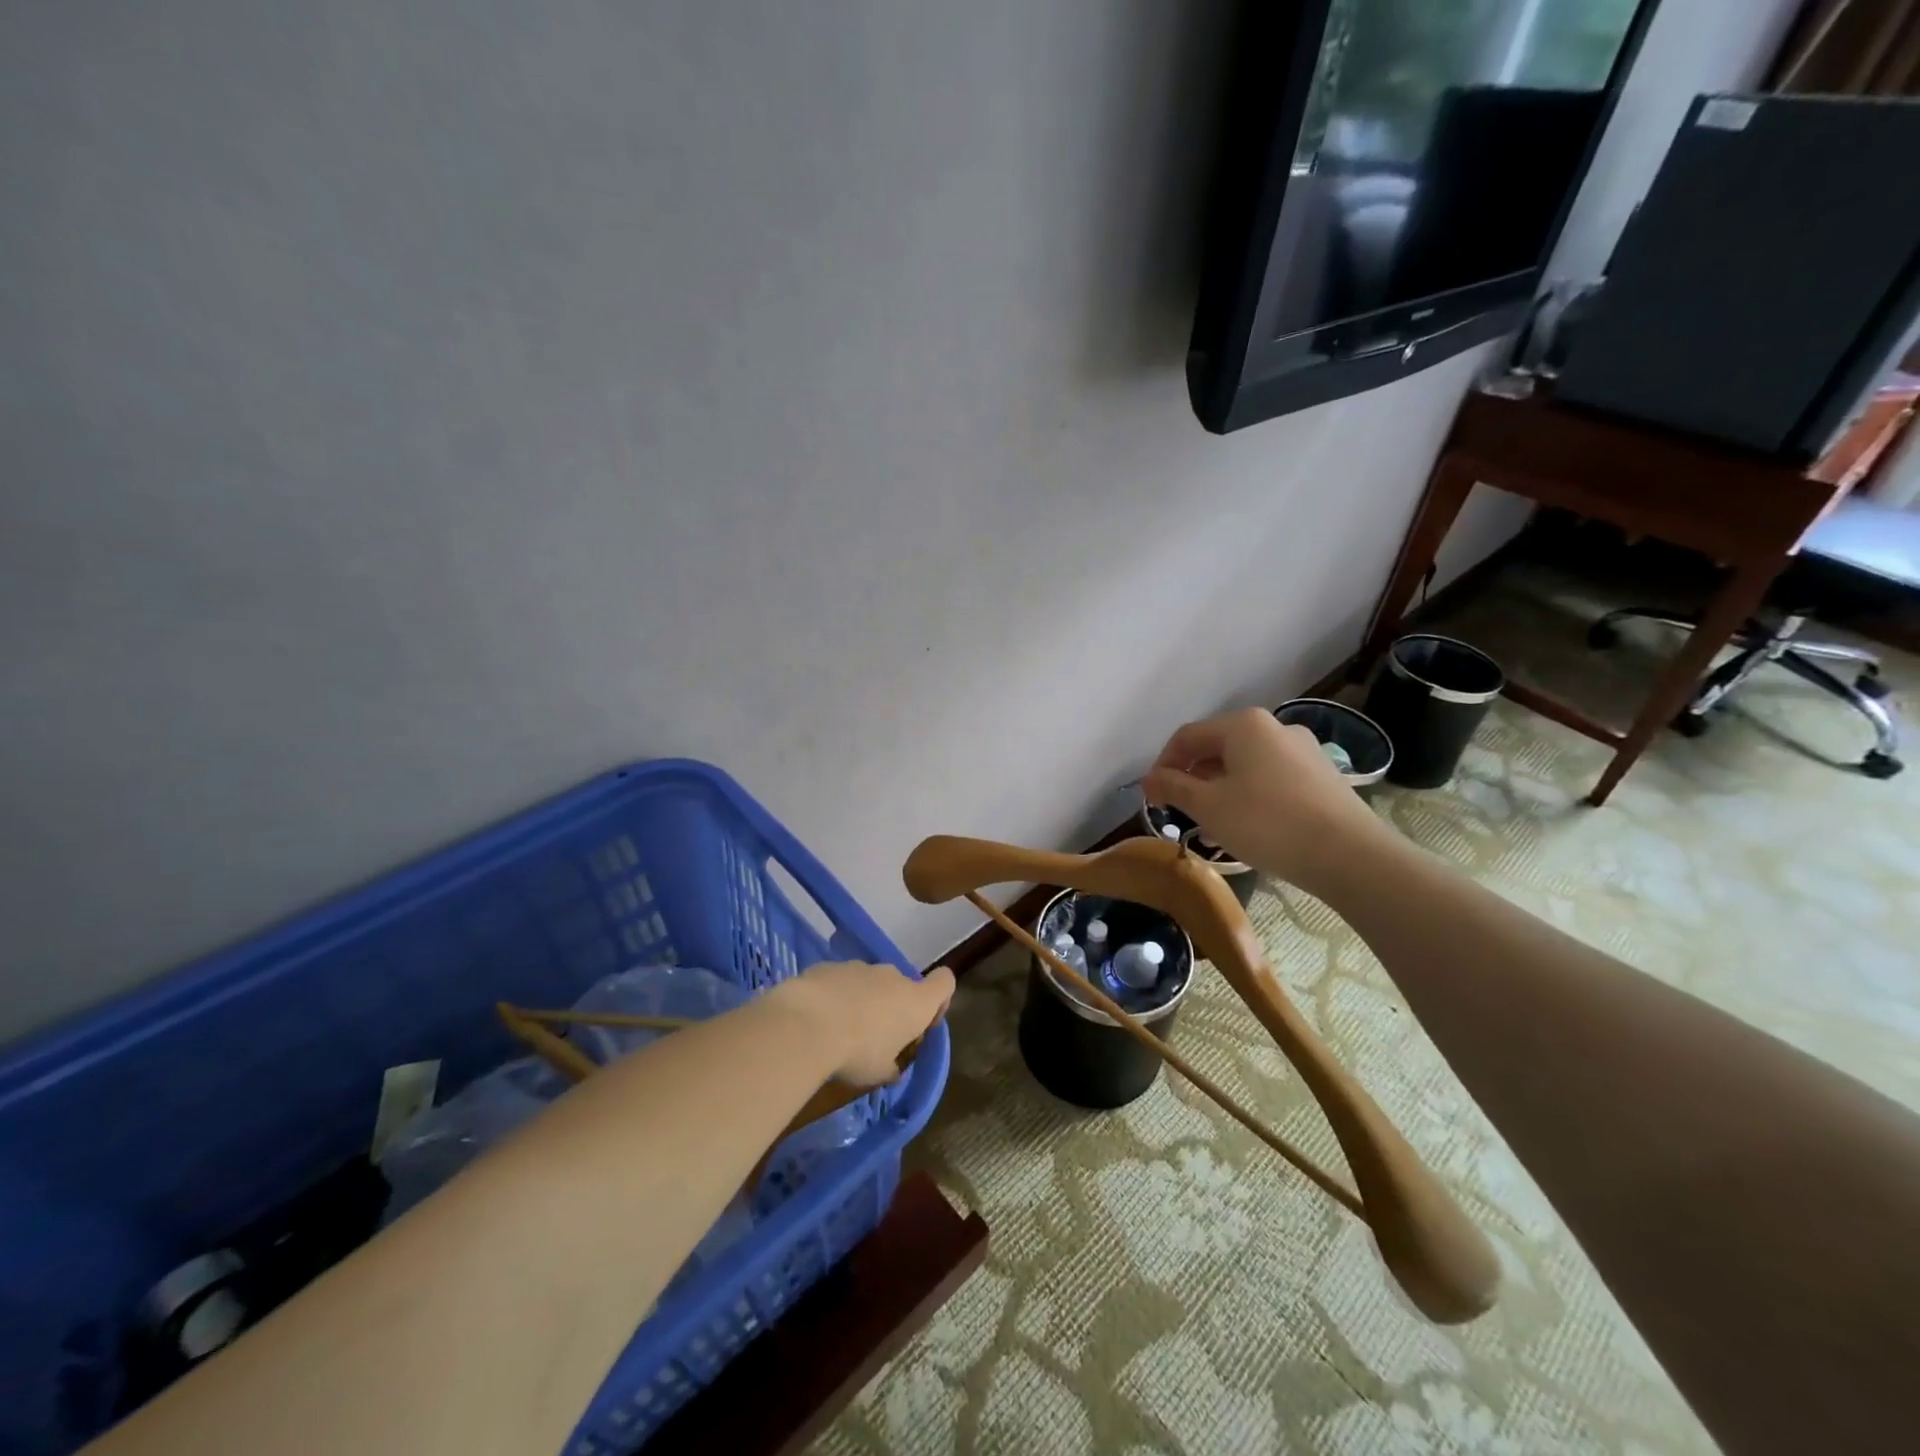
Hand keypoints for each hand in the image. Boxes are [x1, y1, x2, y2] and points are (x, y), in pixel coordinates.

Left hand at [773, 961, 955, 1085]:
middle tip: (873, 1037)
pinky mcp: (831, 965)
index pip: (945, 982)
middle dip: (891, 1007)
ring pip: (869, 983)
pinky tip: (816, 1019)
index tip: (923, 1022)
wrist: (808, 1023)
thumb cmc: (857, 1051)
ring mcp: (861, 967)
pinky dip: (834, 995)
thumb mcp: (879, 1072)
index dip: (939, 999)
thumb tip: (892, 1068)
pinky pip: (840, 981)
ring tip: (838, 1030)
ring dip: (861, 1001)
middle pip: (902, 986)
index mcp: (915, 1001)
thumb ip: (891, 1067)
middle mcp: (893, 977)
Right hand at [1142, 707, 1392, 892]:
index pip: (1187, 737)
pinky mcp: (1323, 776)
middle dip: (1193, 779)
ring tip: (1211, 825)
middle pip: (1218, 748)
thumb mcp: (1208, 806)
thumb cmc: (1266, 822)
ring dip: (1220, 790)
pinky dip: (1250, 796)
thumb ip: (1174, 787)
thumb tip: (1150, 779)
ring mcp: (1304, 750)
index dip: (1163, 766)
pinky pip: (1272, 779)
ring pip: (1246, 765)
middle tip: (1180, 812)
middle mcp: (1275, 727)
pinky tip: (1248, 827)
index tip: (1153, 798)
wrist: (1349, 855)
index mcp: (1243, 724)